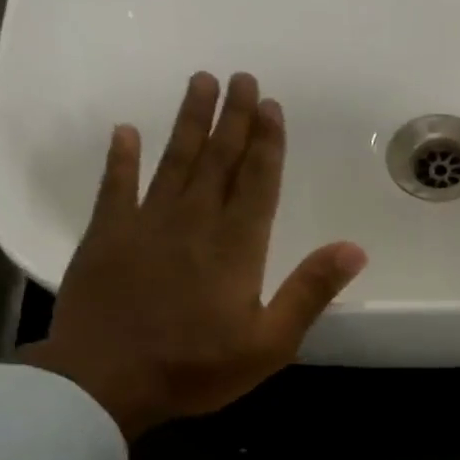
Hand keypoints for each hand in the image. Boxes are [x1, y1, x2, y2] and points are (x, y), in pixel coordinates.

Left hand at [21, 72, 366, 439]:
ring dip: (188, 122)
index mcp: (236, 248)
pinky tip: (127, 132)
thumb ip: (309, 292)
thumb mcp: (270, 343)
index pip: (257, 183)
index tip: (271, 105)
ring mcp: (144, 225)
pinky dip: (121, 159)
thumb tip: (354, 249)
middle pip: (218, 161)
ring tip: (199, 82)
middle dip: (233, 119)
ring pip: (173, 162)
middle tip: (242, 77)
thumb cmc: (195, 368)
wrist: (104, 382)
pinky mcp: (105, 237)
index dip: (267, 144)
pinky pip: (115, 187)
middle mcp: (193, 223)